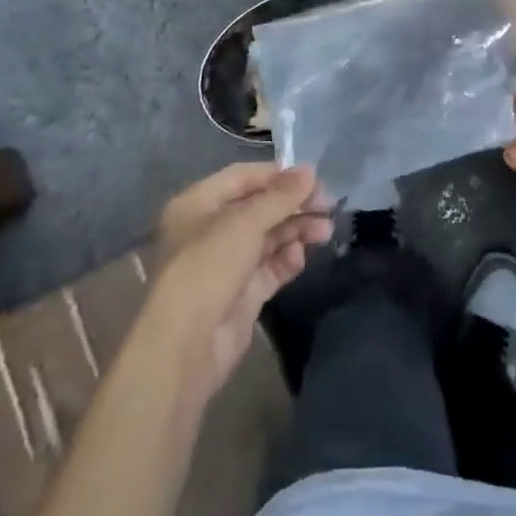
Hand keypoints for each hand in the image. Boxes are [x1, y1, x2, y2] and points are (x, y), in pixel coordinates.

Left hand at [141, 163, 332, 402]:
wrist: (186, 345)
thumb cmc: (208, 266)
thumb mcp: (245, 222)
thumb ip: (281, 196)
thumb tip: (310, 171)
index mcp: (198, 203)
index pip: (243, 177)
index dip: (278, 176)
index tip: (314, 179)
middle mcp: (210, 229)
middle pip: (259, 208)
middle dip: (293, 205)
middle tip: (328, 206)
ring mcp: (226, 263)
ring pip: (268, 237)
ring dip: (296, 231)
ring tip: (325, 232)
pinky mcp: (241, 293)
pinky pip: (270, 267)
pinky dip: (287, 259)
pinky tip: (300, 257)